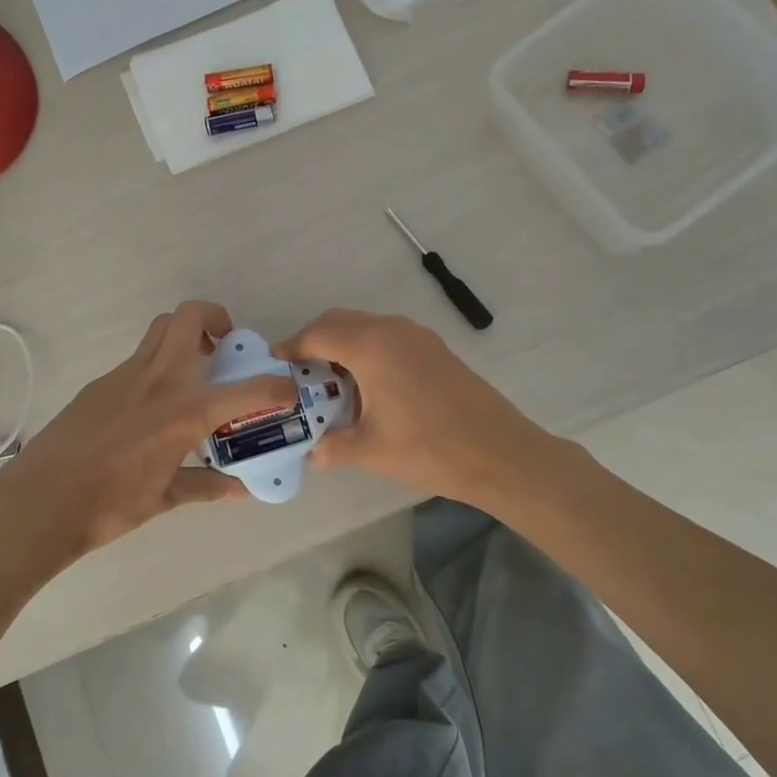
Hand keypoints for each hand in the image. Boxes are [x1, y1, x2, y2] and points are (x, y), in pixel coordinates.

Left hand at [0, 301, 295, 558]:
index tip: (286, 388)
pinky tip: (152, 405)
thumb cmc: (108, 505)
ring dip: (184, 335)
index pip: (244, 390)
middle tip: (224, 347)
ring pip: (161, 329)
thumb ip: (205, 486)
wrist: (40, 501)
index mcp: (182, 412)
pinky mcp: (101, 382)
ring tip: (193, 370)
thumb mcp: (164, 499)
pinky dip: (157, 366)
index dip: (275, 386)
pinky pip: (138, 359)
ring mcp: (125, 375)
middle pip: (189, 317)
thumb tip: (238, 489)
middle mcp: (158, 381)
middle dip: (215, 318)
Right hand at [274, 309, 558, 512]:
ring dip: (342, 344)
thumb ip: (333, 447)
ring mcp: (417, 335)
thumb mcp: (372, 450)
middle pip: (340, 321)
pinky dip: (367, 349)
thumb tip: (311, 455)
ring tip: (330, 382)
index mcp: (371, 347)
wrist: (500, 452)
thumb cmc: (429, 448)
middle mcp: (391, 329)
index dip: (292, 347)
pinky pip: (387, 336)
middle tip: (299, 372)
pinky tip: (367, 385)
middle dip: (314, 340)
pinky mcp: (434, 347)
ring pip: (365, 326)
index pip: (317, 334)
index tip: (275, 363)